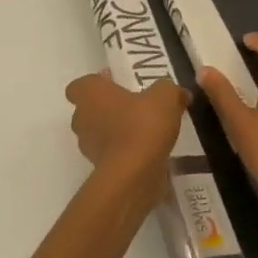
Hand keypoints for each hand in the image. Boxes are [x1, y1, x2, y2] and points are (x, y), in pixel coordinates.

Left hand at [64, 73, 189, 189]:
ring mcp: (88, 146)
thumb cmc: (142, 124)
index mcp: (90, 94)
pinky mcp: (99, 169)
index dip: (96, 84)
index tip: (115, 84)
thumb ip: (169, 90)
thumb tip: (178, 93)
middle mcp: (82, 118)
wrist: (134, 174)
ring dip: (116, 131)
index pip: (79, 86)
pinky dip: (125, 152)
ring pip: (98, 133)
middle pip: (88, 109)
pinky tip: (148, 152)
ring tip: (145, 131)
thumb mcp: (165, 97)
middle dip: (108, 108)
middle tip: (135, 107)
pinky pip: (111, 154)